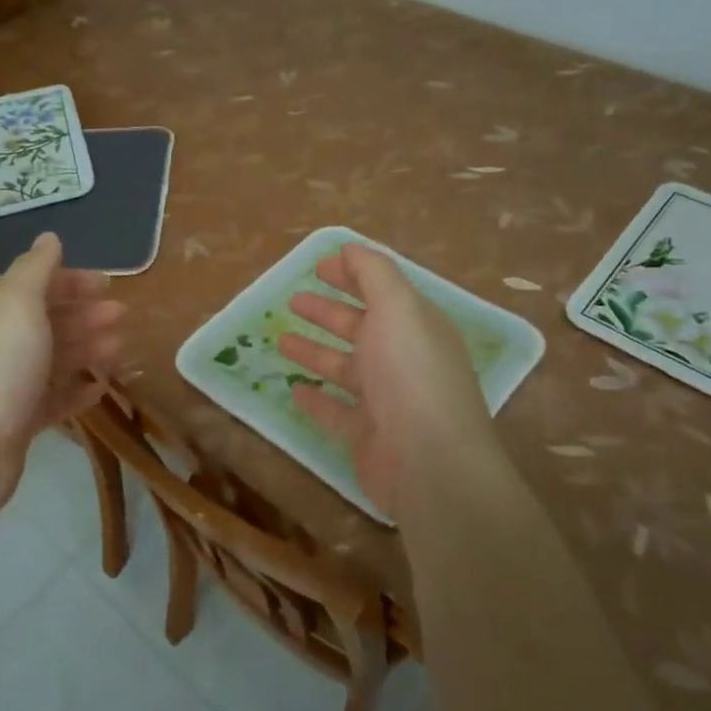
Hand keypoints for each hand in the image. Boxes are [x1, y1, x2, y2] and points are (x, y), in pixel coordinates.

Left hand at [0, 233, 123, 515]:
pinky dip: (77, 390)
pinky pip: (54, 400)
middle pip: (48, 323)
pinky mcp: (19, 423)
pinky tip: (100, 388)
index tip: (108, 286)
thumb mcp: (18, 302)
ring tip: (120, 350)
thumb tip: (49, 237)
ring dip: (87, 350)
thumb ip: (36, 268)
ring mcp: (9, 385)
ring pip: (54, 360)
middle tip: (122, 317)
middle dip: (86, 316)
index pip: (37, 287)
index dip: (72, 282)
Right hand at [277, 243, 495, 521]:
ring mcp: (385, 399)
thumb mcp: (397, 307)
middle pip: (360, 327)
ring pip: (344, 367)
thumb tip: (350, 247)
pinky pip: (335, 410)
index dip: (352, 274)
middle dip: (328, 311)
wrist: (430, 463)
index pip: (381, 290)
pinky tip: (294, 388)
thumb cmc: (411, 374)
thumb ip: (374, 272)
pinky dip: (315, 398)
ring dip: (315, 350)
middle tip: (292, 299)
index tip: (317, 266)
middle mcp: (403, 359)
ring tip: (281, 338)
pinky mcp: (367, 434)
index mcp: (415, 325)